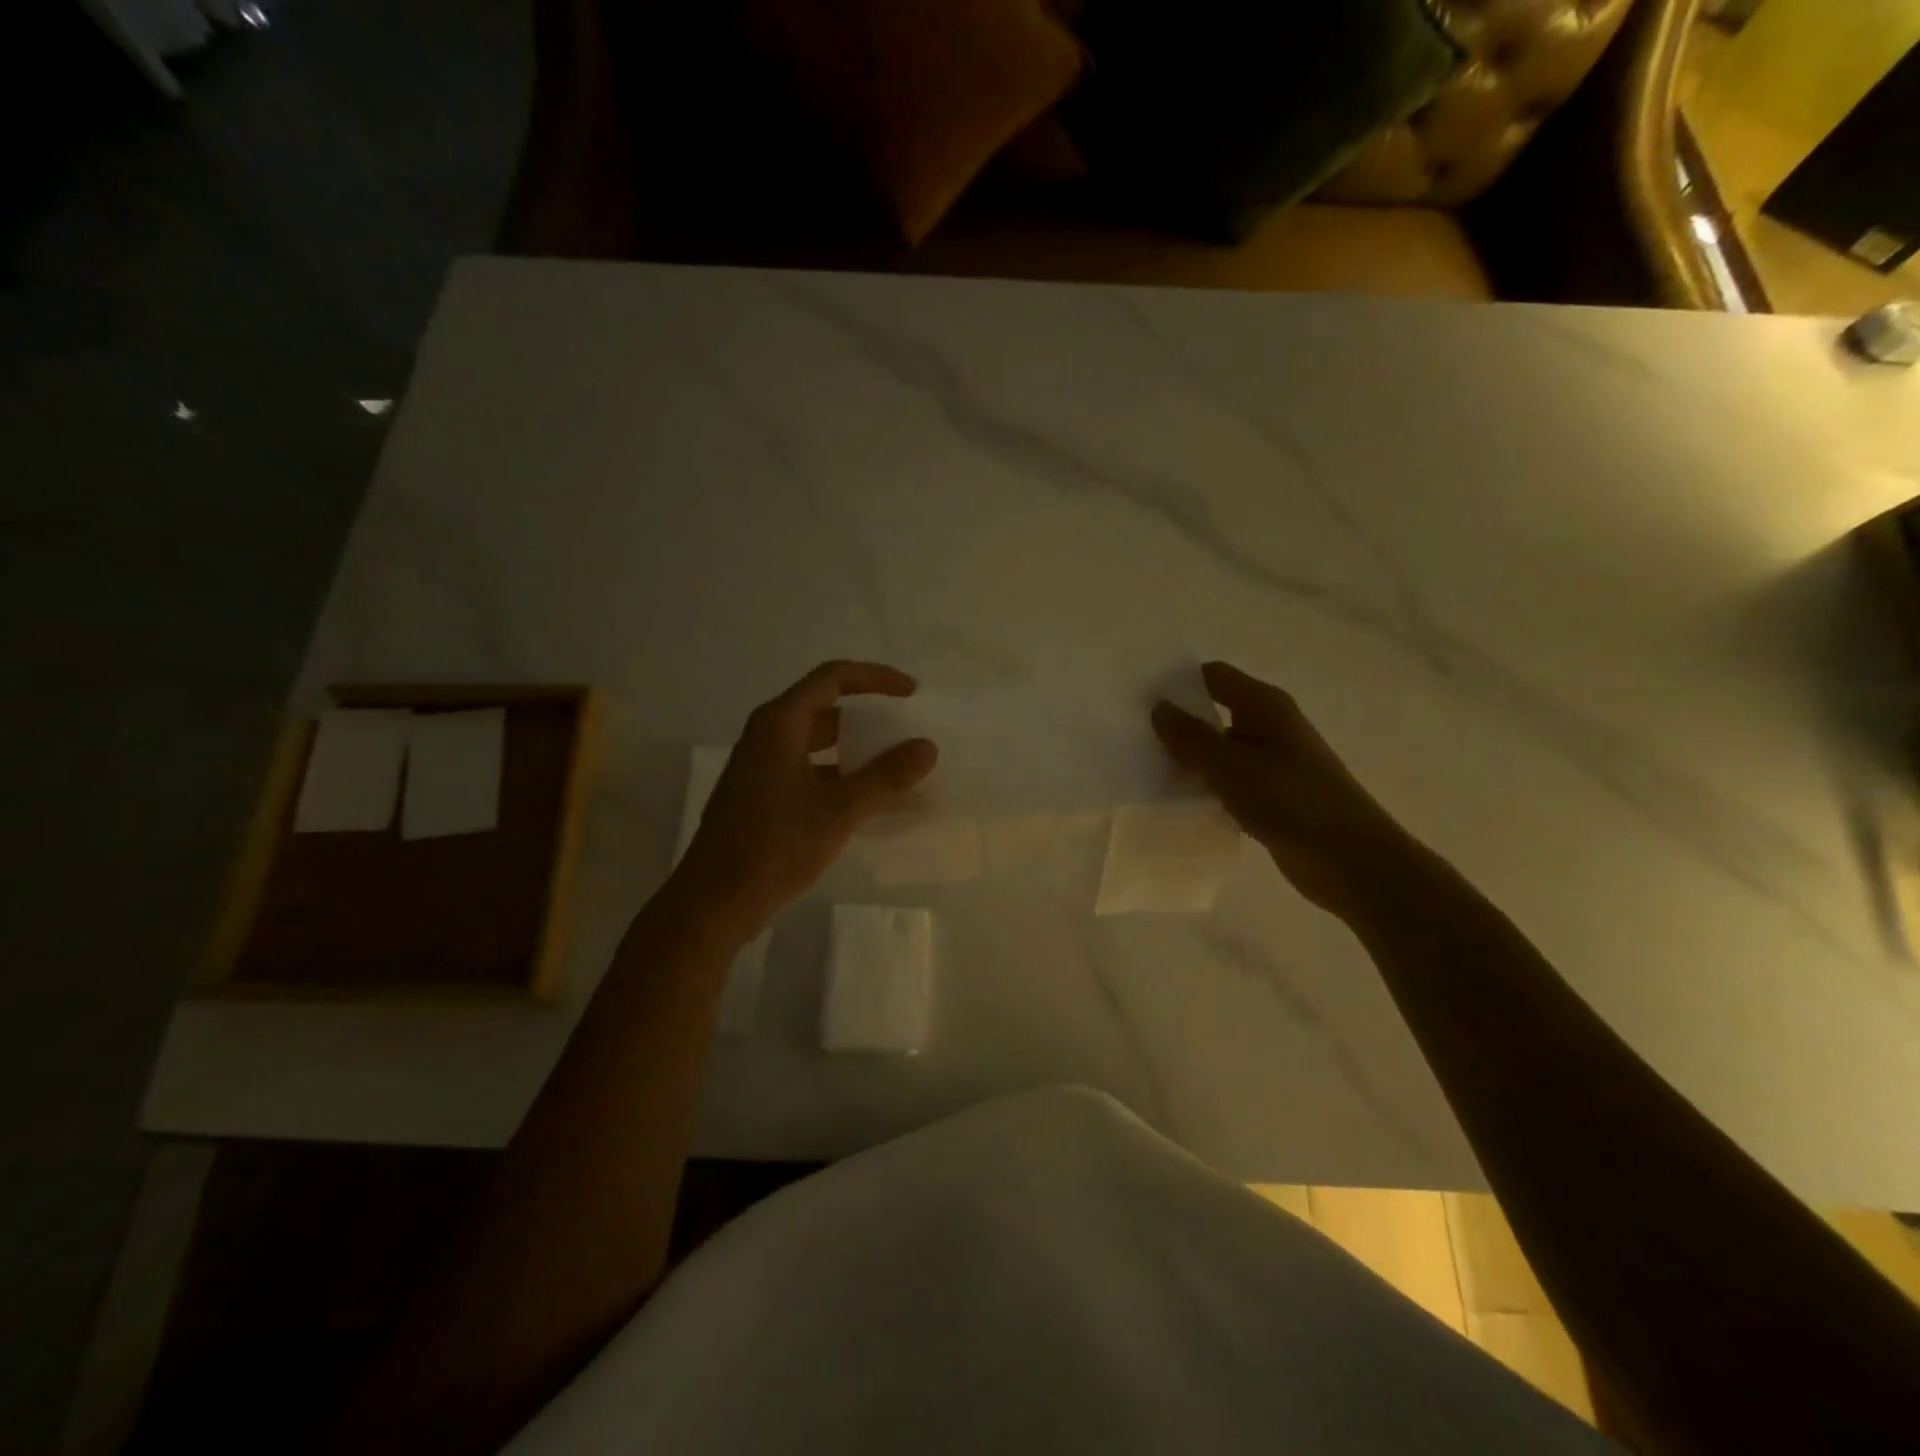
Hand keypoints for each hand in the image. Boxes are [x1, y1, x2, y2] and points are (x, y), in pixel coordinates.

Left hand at [674, 661, 938, 932]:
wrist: (715, 902)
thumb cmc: (773, 846)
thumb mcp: (838, 810)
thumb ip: (885, 776)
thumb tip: (928, 747)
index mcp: (779, 723)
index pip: (833, 677)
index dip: (875, 678)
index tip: (913, 693)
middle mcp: (768, 736)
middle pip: (826, 709)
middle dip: (869, 717)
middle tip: (907, 732)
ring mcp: (763, 768)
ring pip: (819, 744)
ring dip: (857, 751)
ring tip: (897, 768)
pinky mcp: (764, 797)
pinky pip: (812, 772)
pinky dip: (842, 778)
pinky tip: (870, 802)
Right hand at [1152, 661, 1413, 917]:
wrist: (1350, 860)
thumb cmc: (1291, 801)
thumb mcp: (1231, 766)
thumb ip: (1191, 737)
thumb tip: (1159, 708)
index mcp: (1265, 706)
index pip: (1214, 677)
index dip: (1178, 683)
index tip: (1140, 701)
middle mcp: (1270, 727)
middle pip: (1215, 713)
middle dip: (1178, 725)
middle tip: (1135, 739)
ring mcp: (1274, 763)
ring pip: (1221, 752)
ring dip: (1191, 760)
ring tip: (1148, 772)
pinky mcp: (1273, 796)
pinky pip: (1230, 782)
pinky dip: (1208, 788)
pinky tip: (1181, 803)